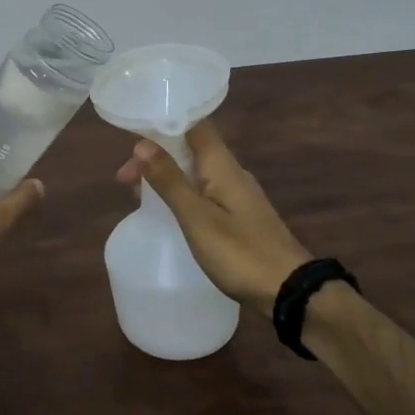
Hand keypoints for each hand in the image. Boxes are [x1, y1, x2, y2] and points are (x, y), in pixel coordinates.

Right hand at [117, 121, 312, 318]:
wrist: (289, 291)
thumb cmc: (240, 252)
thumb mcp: (197, 217)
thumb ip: (170, 180)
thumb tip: (141, 144)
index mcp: (222, 165)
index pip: (194, 124)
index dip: (163, 122)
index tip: (131, 136)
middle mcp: (231, 172)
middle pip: (190, 147)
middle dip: (156, 155)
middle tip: (124, 179)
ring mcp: (238, 194)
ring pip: (196, 171)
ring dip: (167, 175)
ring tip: (138, 192)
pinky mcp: (239, 215)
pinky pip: (204, 191)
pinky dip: (181, 193)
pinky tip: (169, 211)